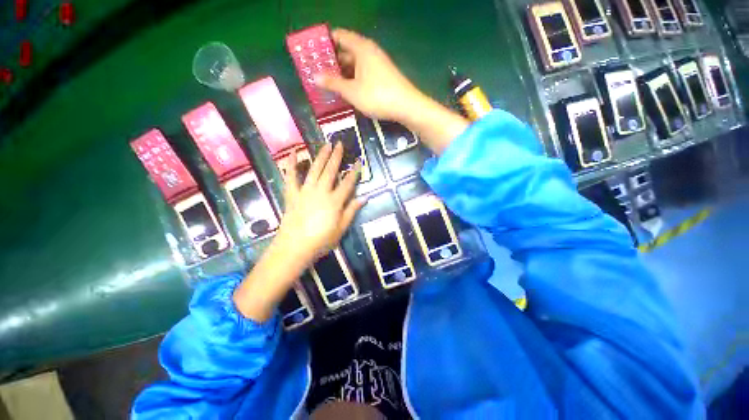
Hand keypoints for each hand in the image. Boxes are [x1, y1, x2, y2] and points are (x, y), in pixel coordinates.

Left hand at [232, 143, 363, 322]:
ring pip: (315, 169)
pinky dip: (291, 163)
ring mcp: (305, 191)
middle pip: (331, 171)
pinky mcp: (292, 194)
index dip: (354, 172)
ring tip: (325, 144)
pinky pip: (291, 176)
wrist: (295, 247)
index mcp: (335, 201)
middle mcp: (321, 192)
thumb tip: (365, 198)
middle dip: (336, 157)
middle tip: (340, 143)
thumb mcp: (341, 229)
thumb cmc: (321, 240)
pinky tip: (293, 152)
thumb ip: (352, 211)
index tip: (358, 161)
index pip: (348, 183)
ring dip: (320, 156)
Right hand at [315, 28, 425, 122]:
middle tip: (316, 72)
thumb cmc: (377, 95)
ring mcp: (376, 65)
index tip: (312, 53)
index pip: (339, 36)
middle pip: (346, 51)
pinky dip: (352, 80)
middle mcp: (369, 52)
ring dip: (341, 73)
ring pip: (354, 65)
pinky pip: (362, 75)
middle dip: (331, 61)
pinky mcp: (381, 77)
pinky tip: (345, 91)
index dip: (325, 42)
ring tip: (327, 83)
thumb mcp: (352, 91)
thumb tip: (314, 76)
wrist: (406, 107)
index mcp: (361, 48)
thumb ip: (333, 83)